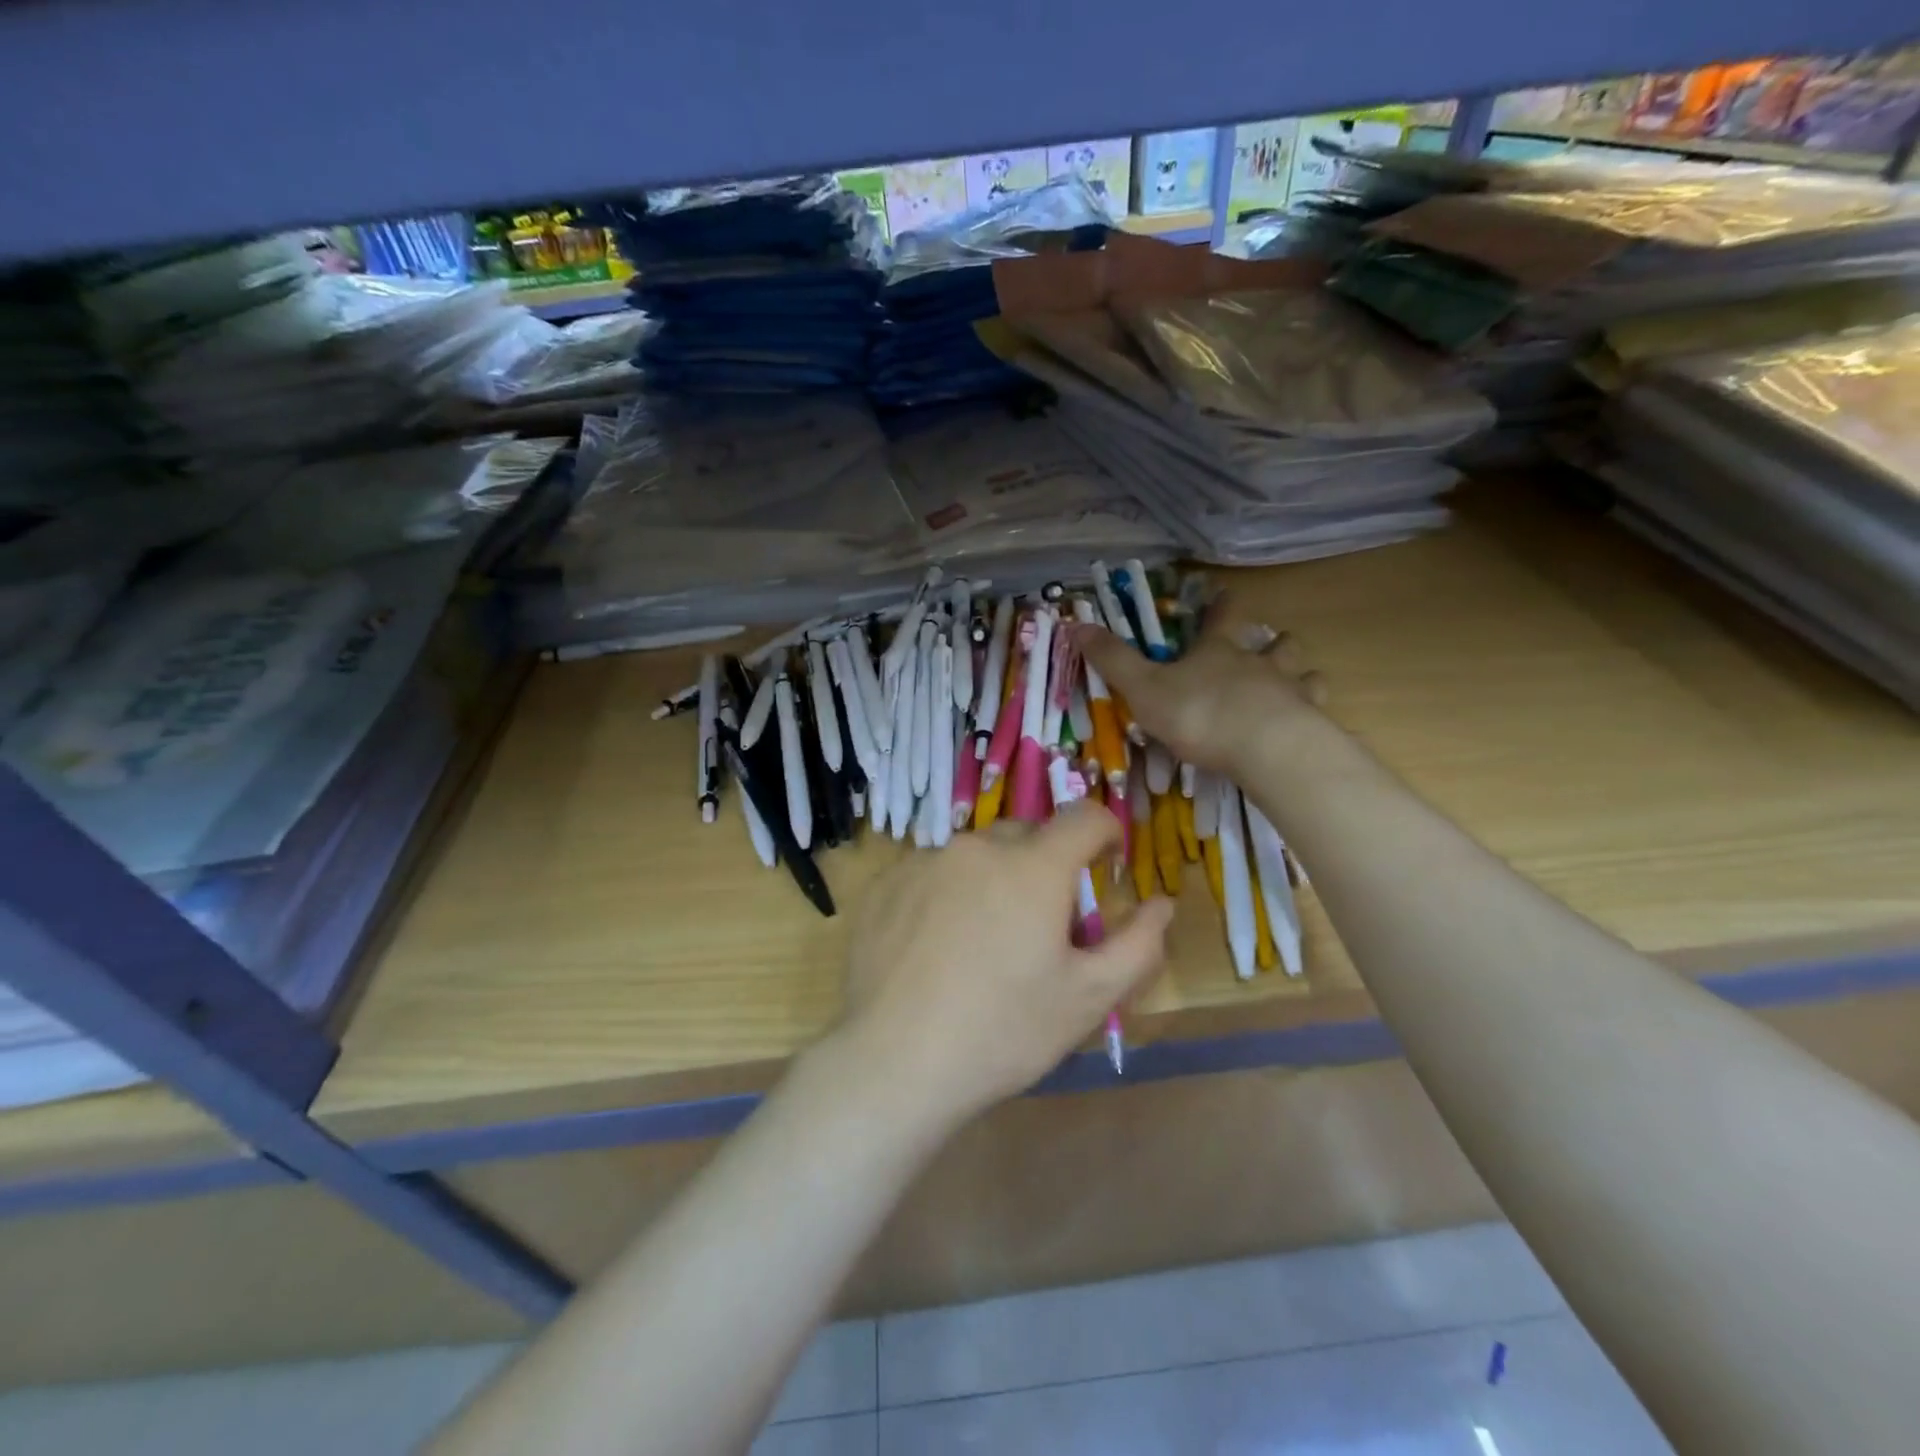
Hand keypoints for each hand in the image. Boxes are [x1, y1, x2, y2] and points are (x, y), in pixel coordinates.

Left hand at [832, 803, 1173, 1131]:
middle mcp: (977, 847)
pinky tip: (937, 947)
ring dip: (993, 879)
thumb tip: (1162, 903)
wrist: (894, 1063)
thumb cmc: (1004, 1031)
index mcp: (1033, 866)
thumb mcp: (1087, 997)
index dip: (1105, 832)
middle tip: (1043, 921)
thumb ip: (1137, 944)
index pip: (1084, 817)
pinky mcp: (886, 884)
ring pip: (976, 855)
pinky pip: (932, 872)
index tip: (1106, 863)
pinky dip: (948, 893)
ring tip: (984, 940)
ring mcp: (924, 861)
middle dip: (1046, 863)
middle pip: (1027, 834)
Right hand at [1071, 592, 1328, 774]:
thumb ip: (1113, 660)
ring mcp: (1292, 691)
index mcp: (1219, 651)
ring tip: (1296, 684)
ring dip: (1300, 674)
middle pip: (1276, 642)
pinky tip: (1308, 723)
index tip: (1225, 593)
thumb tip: (1076, 624)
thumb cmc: (1199, 713)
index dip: (1222, 605)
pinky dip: (1313, 712)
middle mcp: (1259, 663)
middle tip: (1271, 646)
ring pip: (1304, 672)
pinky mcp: (1311, 723)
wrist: (1264, 748)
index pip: (1223, 617)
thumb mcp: (1144, 687)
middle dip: (1274, 641)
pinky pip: (1317, 709)